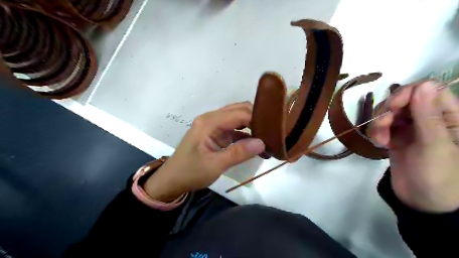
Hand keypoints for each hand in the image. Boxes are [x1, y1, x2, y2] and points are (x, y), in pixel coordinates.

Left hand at [143, 102, 265, 201]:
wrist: (172, 180)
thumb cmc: (190, 172)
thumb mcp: (215, 165)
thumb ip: (238, 153)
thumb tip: (262, 143)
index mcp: (209, 122)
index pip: (239, 113)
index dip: (257, 118)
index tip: (275, 127)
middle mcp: (211, 119)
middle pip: (238, 111)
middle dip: (256, 118)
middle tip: (274, 130)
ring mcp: (213, 126)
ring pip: (237, 119)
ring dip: (252, 126)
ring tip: (269, 136)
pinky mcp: (215, 134)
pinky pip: (234, 129)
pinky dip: (246, 134)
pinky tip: (257, 144)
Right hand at [370, 82, 458, 212]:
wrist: (422, 202)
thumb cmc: (438, 175)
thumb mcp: (434, 145)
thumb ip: (428, 115)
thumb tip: (424, 84)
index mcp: (450, 117)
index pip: (429, 90)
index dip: (408, 93)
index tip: (392, 106)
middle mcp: (429, 118)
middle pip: (404, 99)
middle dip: (389, 111)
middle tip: (382, 125)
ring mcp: (411, 128)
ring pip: (389, 112)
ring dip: (380, 123)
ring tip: (379, 140)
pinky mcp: (396, 137)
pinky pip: (382, 125)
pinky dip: (376, 132)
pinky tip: (378, 143)